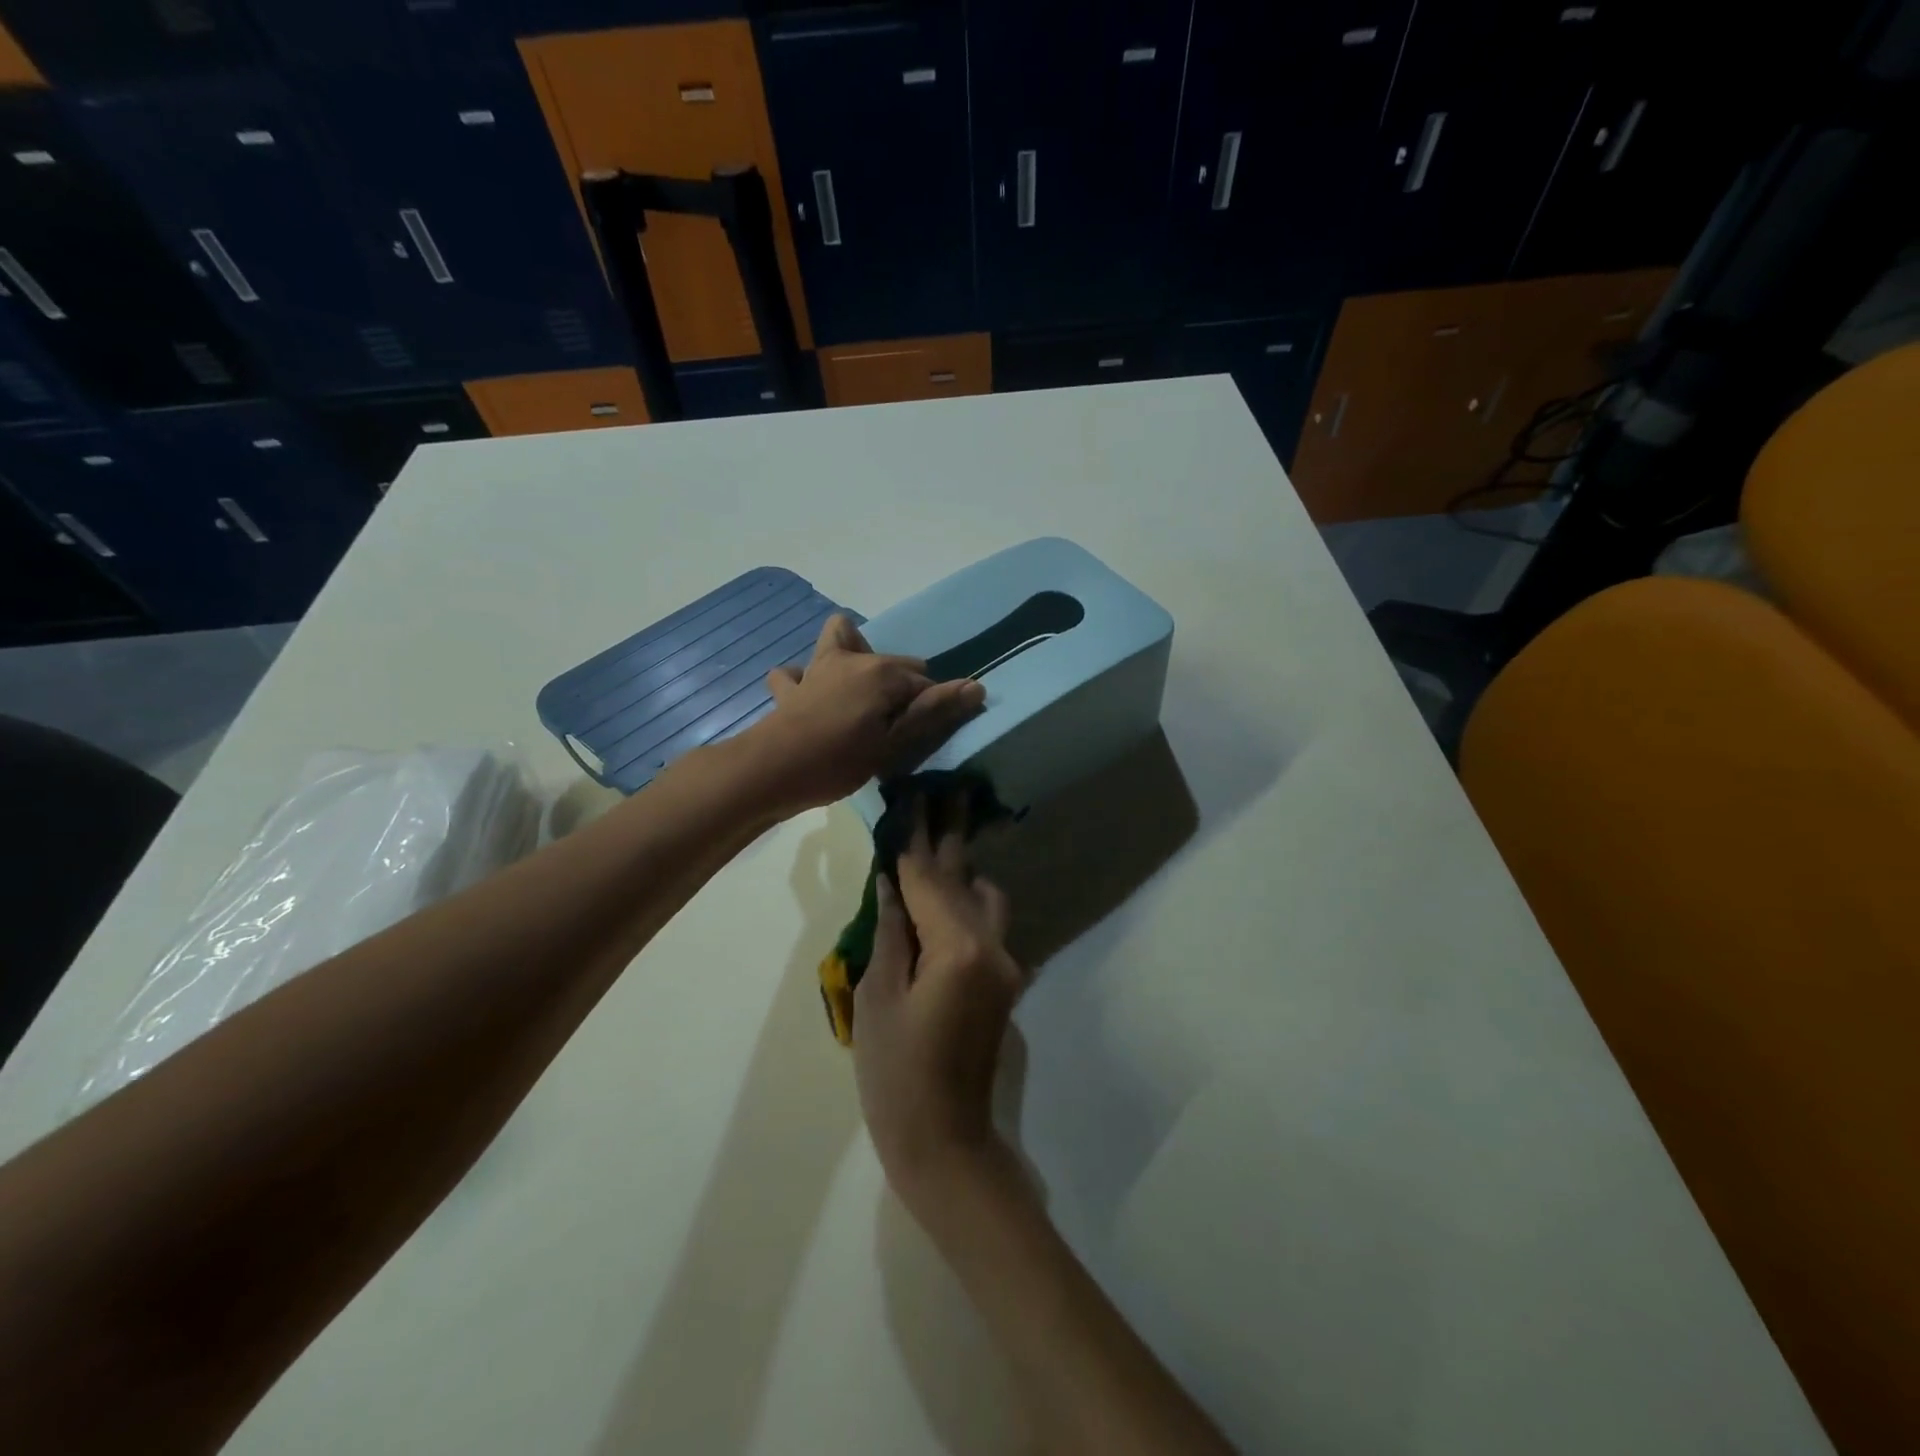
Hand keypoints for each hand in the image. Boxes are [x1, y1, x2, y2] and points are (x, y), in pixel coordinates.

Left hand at [748, 615, 983, 813]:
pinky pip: (796, 672)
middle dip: (901, 685)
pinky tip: (809, 695)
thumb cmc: (840, 759)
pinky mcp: (790, 688)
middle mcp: (851, 658)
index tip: (926, 734)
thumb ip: (933, 711)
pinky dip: (805, 679)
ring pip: (839, 641)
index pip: (923, 681)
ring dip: (852, 656)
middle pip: (891, 662)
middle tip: (896, 726)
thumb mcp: (894, 742)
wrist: (773, 770)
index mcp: (881, 671)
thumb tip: (977, 685)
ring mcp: (816, 669)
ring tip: (858, 691)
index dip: (932, 705)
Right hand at [854, 801, 1025, 1212]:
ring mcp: (1006, 964)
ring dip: (960, 870)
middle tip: (943, 791)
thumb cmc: (895, 1075)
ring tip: (937, 840)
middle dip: (950, 835)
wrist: (945, 1141)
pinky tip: (944, 895)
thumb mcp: (877, 998)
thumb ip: (890, 932)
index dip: (915, 837)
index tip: (910, 795)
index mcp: (958, 948)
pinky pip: (986, 925)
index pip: (930, 879)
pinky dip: (965, 903)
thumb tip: (891, 883)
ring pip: (985, 898)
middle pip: (965, 878)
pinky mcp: (1005, 981)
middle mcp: (993, 946)